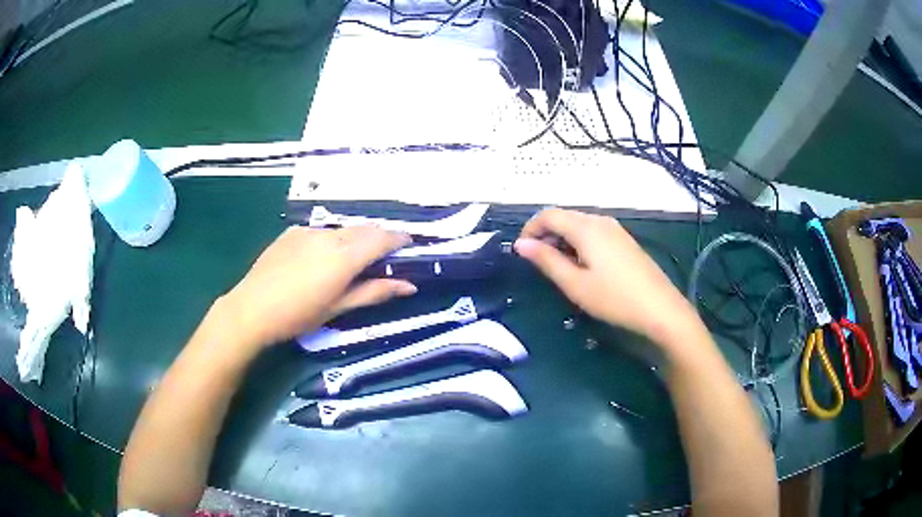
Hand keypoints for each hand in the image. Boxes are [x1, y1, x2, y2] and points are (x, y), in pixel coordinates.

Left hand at [216, 225, 415, 348]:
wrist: (252, 309)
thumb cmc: (299, 315)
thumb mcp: (339, 307)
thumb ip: (375, 292)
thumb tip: (409, 286)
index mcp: (345, 256)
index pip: (382, 238)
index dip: (399, 238)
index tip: (409, 243)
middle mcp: (329, 236)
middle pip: (364, 229)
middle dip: (378, 238)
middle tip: (383, 255)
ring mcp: (308, 231)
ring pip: (342, 230)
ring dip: (354, 240)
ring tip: (349, 260)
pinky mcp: (292, 232)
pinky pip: (320, 232)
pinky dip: (330, 241)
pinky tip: (319, 259)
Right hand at [514, 209, 698, 345]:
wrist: (660, 309)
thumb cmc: (614, 299)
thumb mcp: (575, 284)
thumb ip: (547, 260)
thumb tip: (521, 244)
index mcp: (586, 227)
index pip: (548, 215)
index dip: (530, 229)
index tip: (521, 252)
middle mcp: (600, 220)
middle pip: (564, 216)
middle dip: (545, 234)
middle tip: (538, 262)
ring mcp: (615, 229)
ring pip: (579, 224)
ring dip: (562, 239)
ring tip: (558, 267)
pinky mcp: (624, 240)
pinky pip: (593, 232)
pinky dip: (579, 242)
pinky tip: (582, 265)